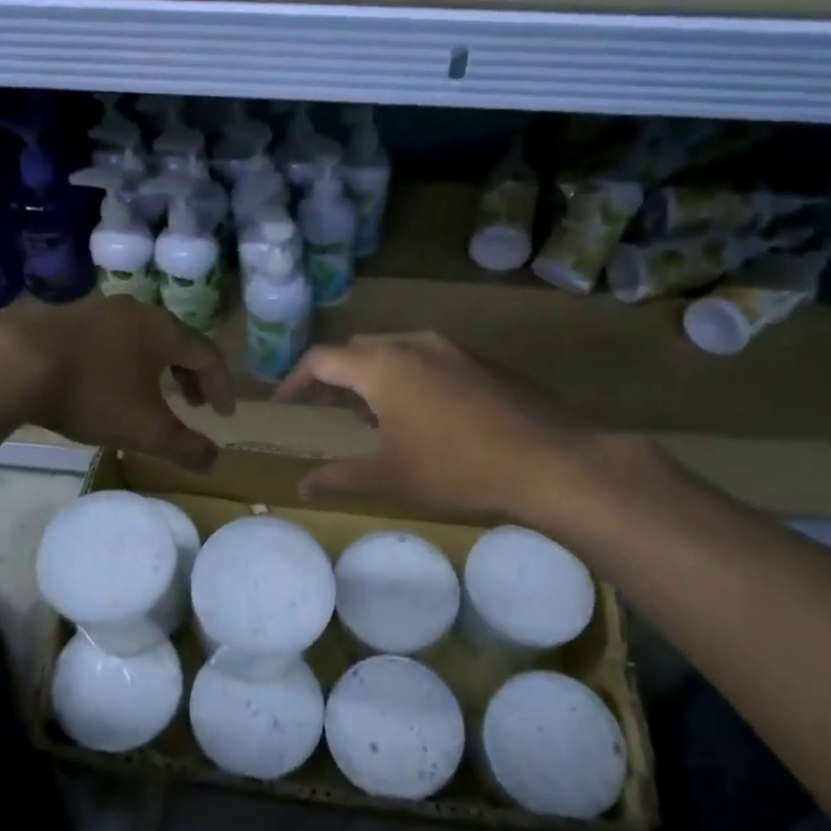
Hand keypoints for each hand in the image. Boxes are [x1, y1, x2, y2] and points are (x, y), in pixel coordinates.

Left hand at [0, 296, 234, 471]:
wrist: (15, 361)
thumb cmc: (93, 392)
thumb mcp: (145, 429)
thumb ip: (184, 447)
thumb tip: (214, 462)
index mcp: (163, 331)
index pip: (208, 354)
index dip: (221, 386)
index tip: (223, 414)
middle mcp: (135, 312)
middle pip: (175, 341)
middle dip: (189, 375)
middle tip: (193, 404)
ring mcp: (97, 310)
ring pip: (139, 338)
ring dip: (154, 366)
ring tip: (151, 393)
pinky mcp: (64, 318)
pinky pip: (108, 339)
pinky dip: (122, 361)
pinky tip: (104, 382)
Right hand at [274, 332, 608, 524]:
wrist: (547, 461)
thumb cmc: (455, 469)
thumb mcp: (389, 478)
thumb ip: (339, 477)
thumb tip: (301, 486)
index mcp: (382, 367)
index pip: (321, 360)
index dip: (295, 380)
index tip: (284, 404)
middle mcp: (411, 344)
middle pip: (355, 349)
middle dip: (332, 375)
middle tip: (323, 408)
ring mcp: (449, 348)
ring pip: (392, 349)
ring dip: (369, 374)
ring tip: (366, 411)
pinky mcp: (477, 360)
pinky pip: (424, 357)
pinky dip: (403, 374)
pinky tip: (416, 411)